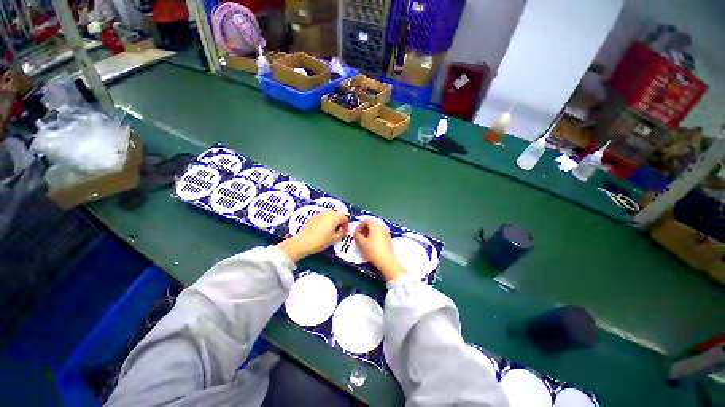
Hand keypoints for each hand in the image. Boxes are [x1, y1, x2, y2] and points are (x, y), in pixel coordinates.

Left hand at [277, 211, 347, 261]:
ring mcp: (319, 213)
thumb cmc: (321, 241)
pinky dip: (325, 221)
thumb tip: (344, 231)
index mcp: (335, 217)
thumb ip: (342, 233)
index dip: (346, 225)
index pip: (345, 218)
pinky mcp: (313, 216)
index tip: (343, 233)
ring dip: (332, 221)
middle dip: (339, 222)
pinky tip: (321, 230)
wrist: (304, 241)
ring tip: (330, 231)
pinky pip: (322, 217)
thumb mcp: (334, 239)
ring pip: (329, 215)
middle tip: (337, 231)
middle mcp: (327, 212)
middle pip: (337, 214)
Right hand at [354, 220, 406, 280]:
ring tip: (364, 241)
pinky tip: (371, 244)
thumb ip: (357, 236)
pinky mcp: (388, 240)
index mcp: (375, 226)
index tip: (356, 233)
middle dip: (364, 229)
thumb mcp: (362, 244)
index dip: (360, 225)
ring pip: (376, 230)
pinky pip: (380, 234)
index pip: (366, 220)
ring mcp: (386, 233)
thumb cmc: (373, 251)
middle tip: (359, 237)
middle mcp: (382, 228)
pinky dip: (374, 236)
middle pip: (372, 224)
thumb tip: (356, 233)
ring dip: (369, 233)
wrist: (386, 261)